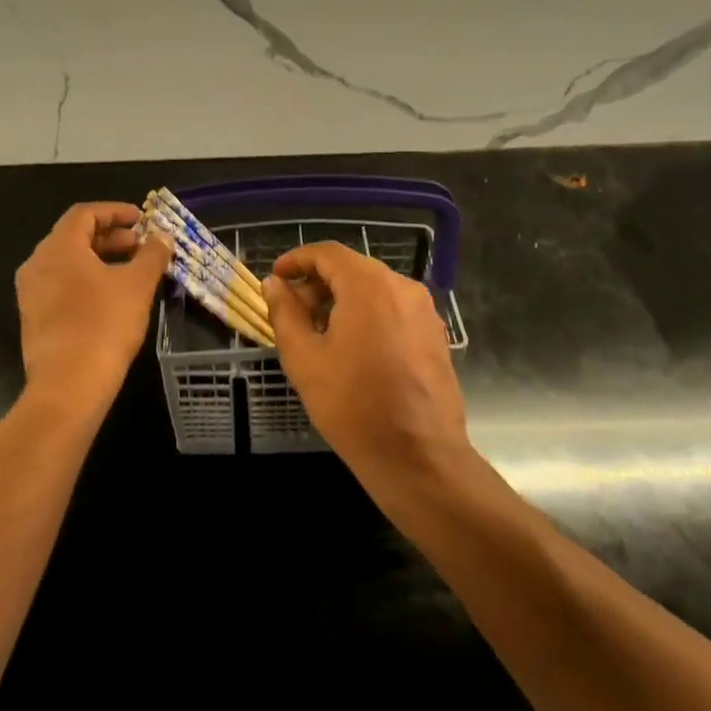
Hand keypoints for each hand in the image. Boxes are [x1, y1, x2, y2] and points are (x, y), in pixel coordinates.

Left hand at [15, 202, 172, 417]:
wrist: (68, 388)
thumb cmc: (104, 326)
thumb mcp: (137, 285)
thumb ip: (152, 255)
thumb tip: (163, 236)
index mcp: (59, 248)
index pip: (85, 213)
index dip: (115, 211)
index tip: (142, 219)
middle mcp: (38, 264)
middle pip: (75, 236)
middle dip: (112, 237)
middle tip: (142, 246)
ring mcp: (32, 293)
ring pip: (69, 263)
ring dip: (101, 260)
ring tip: (133, 271)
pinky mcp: (34, 318)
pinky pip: (62, 285)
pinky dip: (88, 280)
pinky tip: (113, 297)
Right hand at [262, 242, 469, 488]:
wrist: (419, 458)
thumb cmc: (353, 406)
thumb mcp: (305, 358)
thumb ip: (285, 313)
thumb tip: (275, 284)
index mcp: (369, 285)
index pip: (327, 253)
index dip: (297, 260)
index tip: (276, 278)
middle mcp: (402, 287)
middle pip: (352, 269)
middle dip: (318, 283)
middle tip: (291, 311)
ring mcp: (424, 311)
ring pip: (374, 289)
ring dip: (342, 300)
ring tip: (318, 333)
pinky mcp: (434, 335)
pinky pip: (393, 309)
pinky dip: (367, 314)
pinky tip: (351, 348)